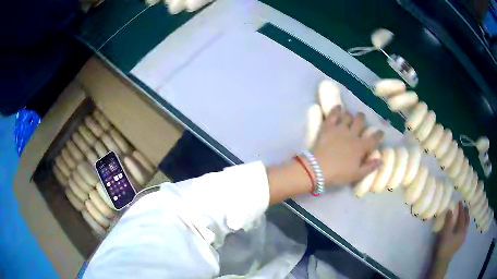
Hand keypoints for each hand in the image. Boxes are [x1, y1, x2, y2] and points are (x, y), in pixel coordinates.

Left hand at [313, 106, 382, 186]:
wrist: (319, 169)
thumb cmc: (339, 174)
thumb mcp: (357, 175)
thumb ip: (370, 167)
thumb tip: (381, 160)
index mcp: (361, 147)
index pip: (373, 139)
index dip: (378, 135)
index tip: (381, 132)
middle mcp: (352, 135)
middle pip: (360, 121)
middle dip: (362, 118)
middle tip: (361, 118)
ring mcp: (340, 129)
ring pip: (347, 116)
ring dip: (349, 114)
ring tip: (349, 115)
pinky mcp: (328, 127)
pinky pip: (333, 115)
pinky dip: (336, 109)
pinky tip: (338, 107)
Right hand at [434, 201, 469, 261]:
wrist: (442, 261)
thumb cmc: (444, 246)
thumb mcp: (445, 233)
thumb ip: (448, 221)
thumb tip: (451, 209)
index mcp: (462, 229)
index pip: (462, 216)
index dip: (461, 208)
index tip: (460, 202)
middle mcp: (464, 232)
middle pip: (466, 220)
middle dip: (466, 213)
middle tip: (464, 206)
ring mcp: (462, 238)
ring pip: (466, 225)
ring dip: (466, 218)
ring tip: (464, 215)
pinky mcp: (459, 242)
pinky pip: (464, 230)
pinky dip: (464, 225)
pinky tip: (462, 226)